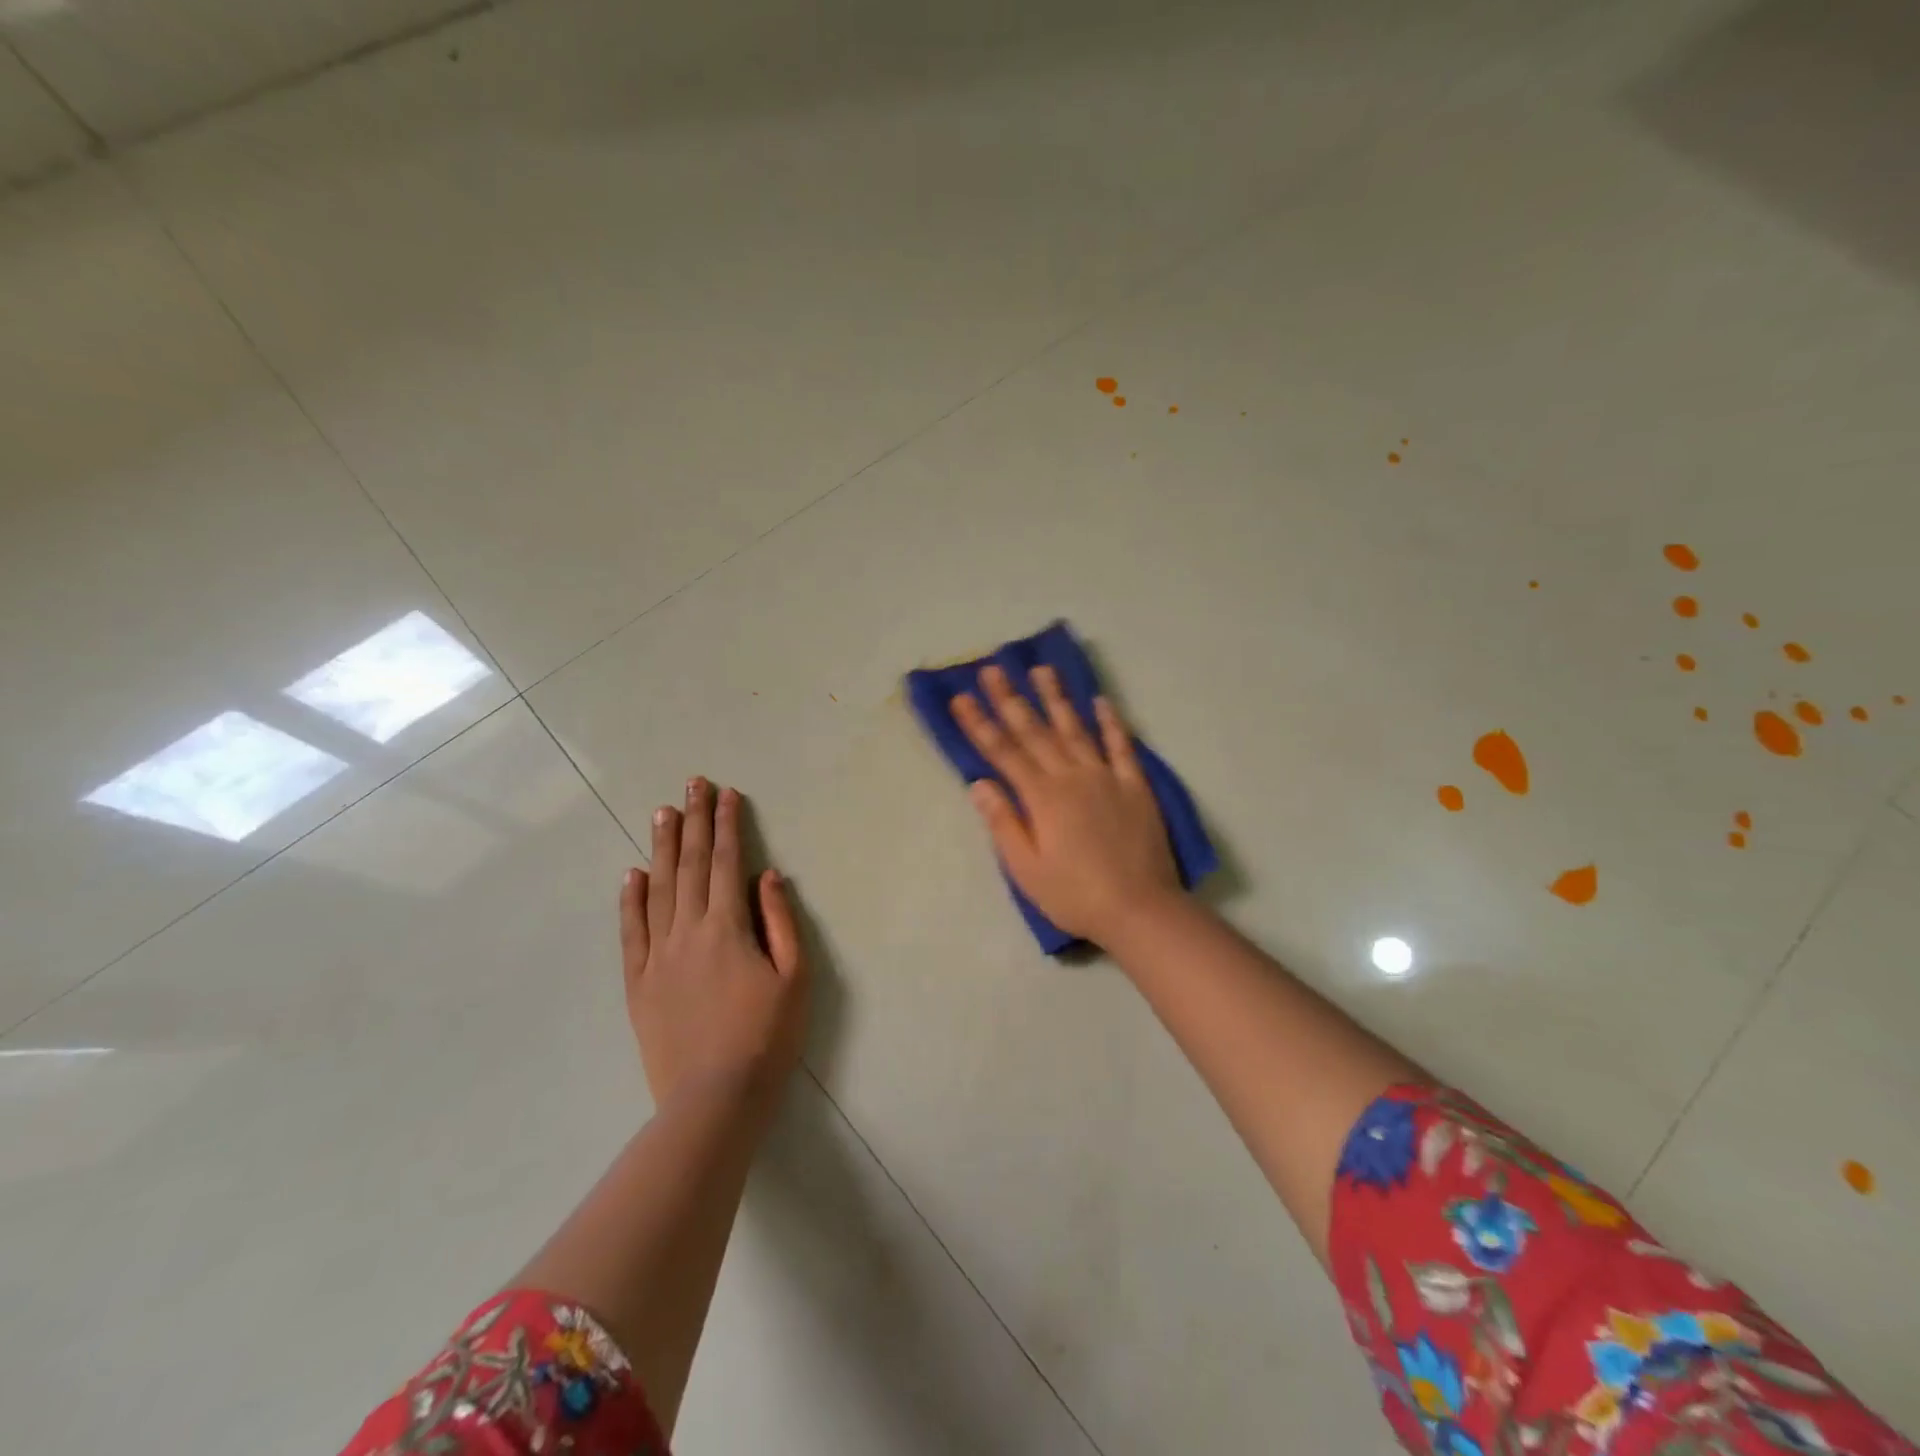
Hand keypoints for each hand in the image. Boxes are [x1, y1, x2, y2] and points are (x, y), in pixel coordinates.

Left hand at [619, 778, 809, 1112]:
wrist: (714, 1098)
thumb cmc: (767, 1037)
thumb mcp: (794, 978)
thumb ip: (780, 922)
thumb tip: (767, 876)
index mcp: (728, 927)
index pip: (726, 863)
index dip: (727, 826)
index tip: (727, 794)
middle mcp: (688, 931)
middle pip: (690, 865)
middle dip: (693, 821)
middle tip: (692, 784)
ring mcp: (657, 956)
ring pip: (657, 889)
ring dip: (661, 847)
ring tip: (662, 812)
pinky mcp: (638, 982)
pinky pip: (631, 932)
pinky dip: (630, 899)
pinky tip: (631, 874)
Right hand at [951, 665, 1180, 943]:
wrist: (1140, 909)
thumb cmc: (1075, 895)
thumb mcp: (1026, 869)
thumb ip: (1003, 823)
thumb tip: (979, 783)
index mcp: (1043, 797)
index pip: (1004, 753)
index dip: (980, 724)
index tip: (962, 697)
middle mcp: (1072, 777)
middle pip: (1036, 732)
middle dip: (1011, 699)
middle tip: (994, 668)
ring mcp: (1107, 777)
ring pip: (1076, 729)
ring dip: (1057, 698)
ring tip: (1042, 669)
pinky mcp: (1135, 786)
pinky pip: (1122, 746)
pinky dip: (1111, 722)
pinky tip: (1101, 701)